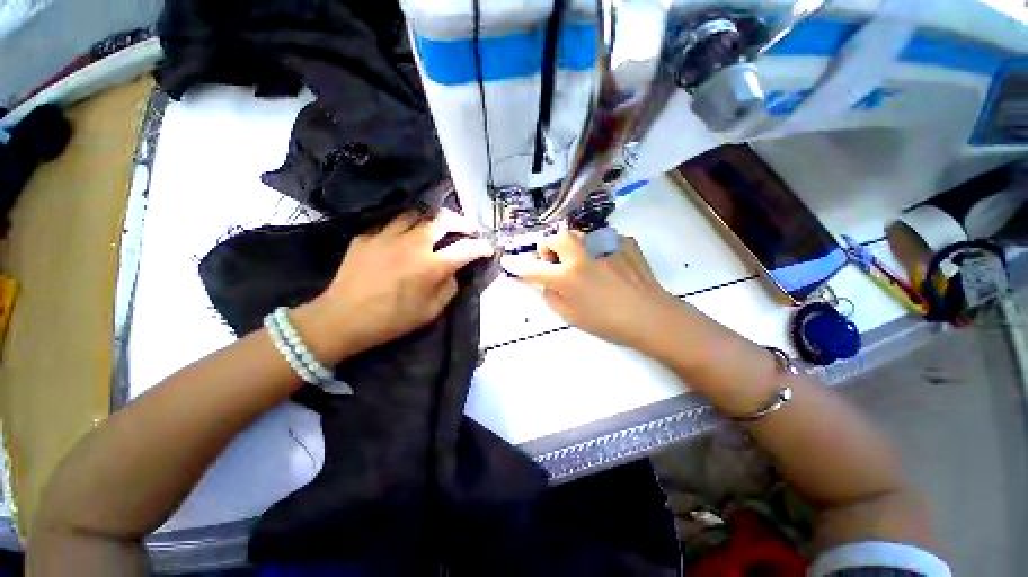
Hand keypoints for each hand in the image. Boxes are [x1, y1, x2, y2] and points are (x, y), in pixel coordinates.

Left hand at [295, 209, 493, 362]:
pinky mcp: (368, 235)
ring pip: (418, 214)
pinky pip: (392, 222)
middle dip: (462, 223)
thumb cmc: (391, 320)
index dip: (481, 247)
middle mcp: (413, 244)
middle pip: (443, 219)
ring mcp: (388, 236)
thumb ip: (449, 287)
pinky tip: (408, 234)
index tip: (488, 248)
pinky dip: (407, 226)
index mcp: (431, 266)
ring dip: (435, 219)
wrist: (342, 318)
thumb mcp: (430, 311)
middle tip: (468, 230)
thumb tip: (454, 271)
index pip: (465, 249)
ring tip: (440, 226)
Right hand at [500, 229, 678, 348]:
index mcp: (568, 276)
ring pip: (580, 235)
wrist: (651, 316)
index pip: (534, 268)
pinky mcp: (624, 242)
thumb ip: (552, 296)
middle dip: (549, 247)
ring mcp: (605, 244)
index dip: (519, 266)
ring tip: (586, 264)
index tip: (511, 262)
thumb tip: (548, 282)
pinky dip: (600, 249)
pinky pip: (604, 240)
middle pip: (556, 237)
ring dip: (575, 246)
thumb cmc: (608, 322)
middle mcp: (583, 254)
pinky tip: (611, 264)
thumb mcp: (571, 316)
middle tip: (556, 262)